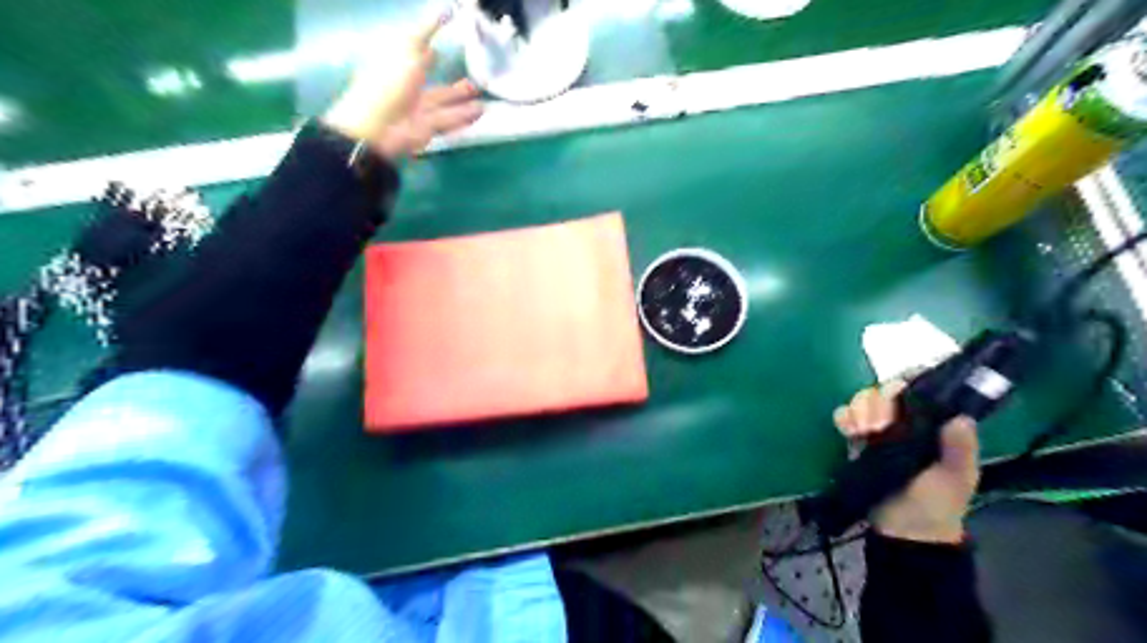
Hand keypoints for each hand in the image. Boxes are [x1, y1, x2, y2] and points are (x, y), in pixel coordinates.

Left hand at [323, 13, 481, 158]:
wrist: (379, 127)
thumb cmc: (389, 82)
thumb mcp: (408, 48)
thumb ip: (428, 30)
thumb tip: (446, 8)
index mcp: (396, 65)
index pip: (414, 54)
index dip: (427, 49)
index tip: (443, 47)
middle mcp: (407, 87)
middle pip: (433, 83)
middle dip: (451, 82)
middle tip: (473, 79)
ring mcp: (417, 110)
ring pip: (444, 103)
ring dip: (463, 100)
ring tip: (482, 96)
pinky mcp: (427, 129)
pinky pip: (449, 120)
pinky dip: (464, 116)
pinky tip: (482, 111)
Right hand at [830, 383, 980, 544]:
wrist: (905, 531)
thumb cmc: (937, 503)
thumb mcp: (956, 478)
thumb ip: (960, 449)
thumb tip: (961, 418)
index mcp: (931, 424)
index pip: (917, 391)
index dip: (906, 385)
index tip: (899, 396)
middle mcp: (904, 421)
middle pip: (884, 392)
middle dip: (877, 402)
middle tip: (878, 425)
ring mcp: (878, 430)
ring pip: (863, 402)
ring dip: (859, 410)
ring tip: (862, 431)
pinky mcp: (856, 441)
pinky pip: (845, 419)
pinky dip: (843, 418)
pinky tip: (848, 430)